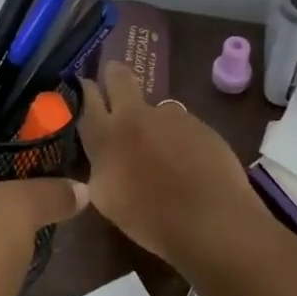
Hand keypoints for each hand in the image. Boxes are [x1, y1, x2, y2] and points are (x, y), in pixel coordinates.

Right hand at [77, 61, 262, 267]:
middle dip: (114, 74)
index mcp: (106, 135)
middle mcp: (135, 115)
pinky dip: (181, 139)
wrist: (211, 221)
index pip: (87, 97)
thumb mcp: (107, 198)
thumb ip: (100, 167)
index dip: (85, 89)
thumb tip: (101, 156)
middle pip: (119, 77)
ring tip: (165, 153)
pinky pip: (182, 126)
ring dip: (153, 121)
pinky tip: (190, 165)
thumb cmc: (151, 219)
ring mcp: (170, 116)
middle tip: (113, 80)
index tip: (86, 88)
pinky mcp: (200, 124)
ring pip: (155, 108)